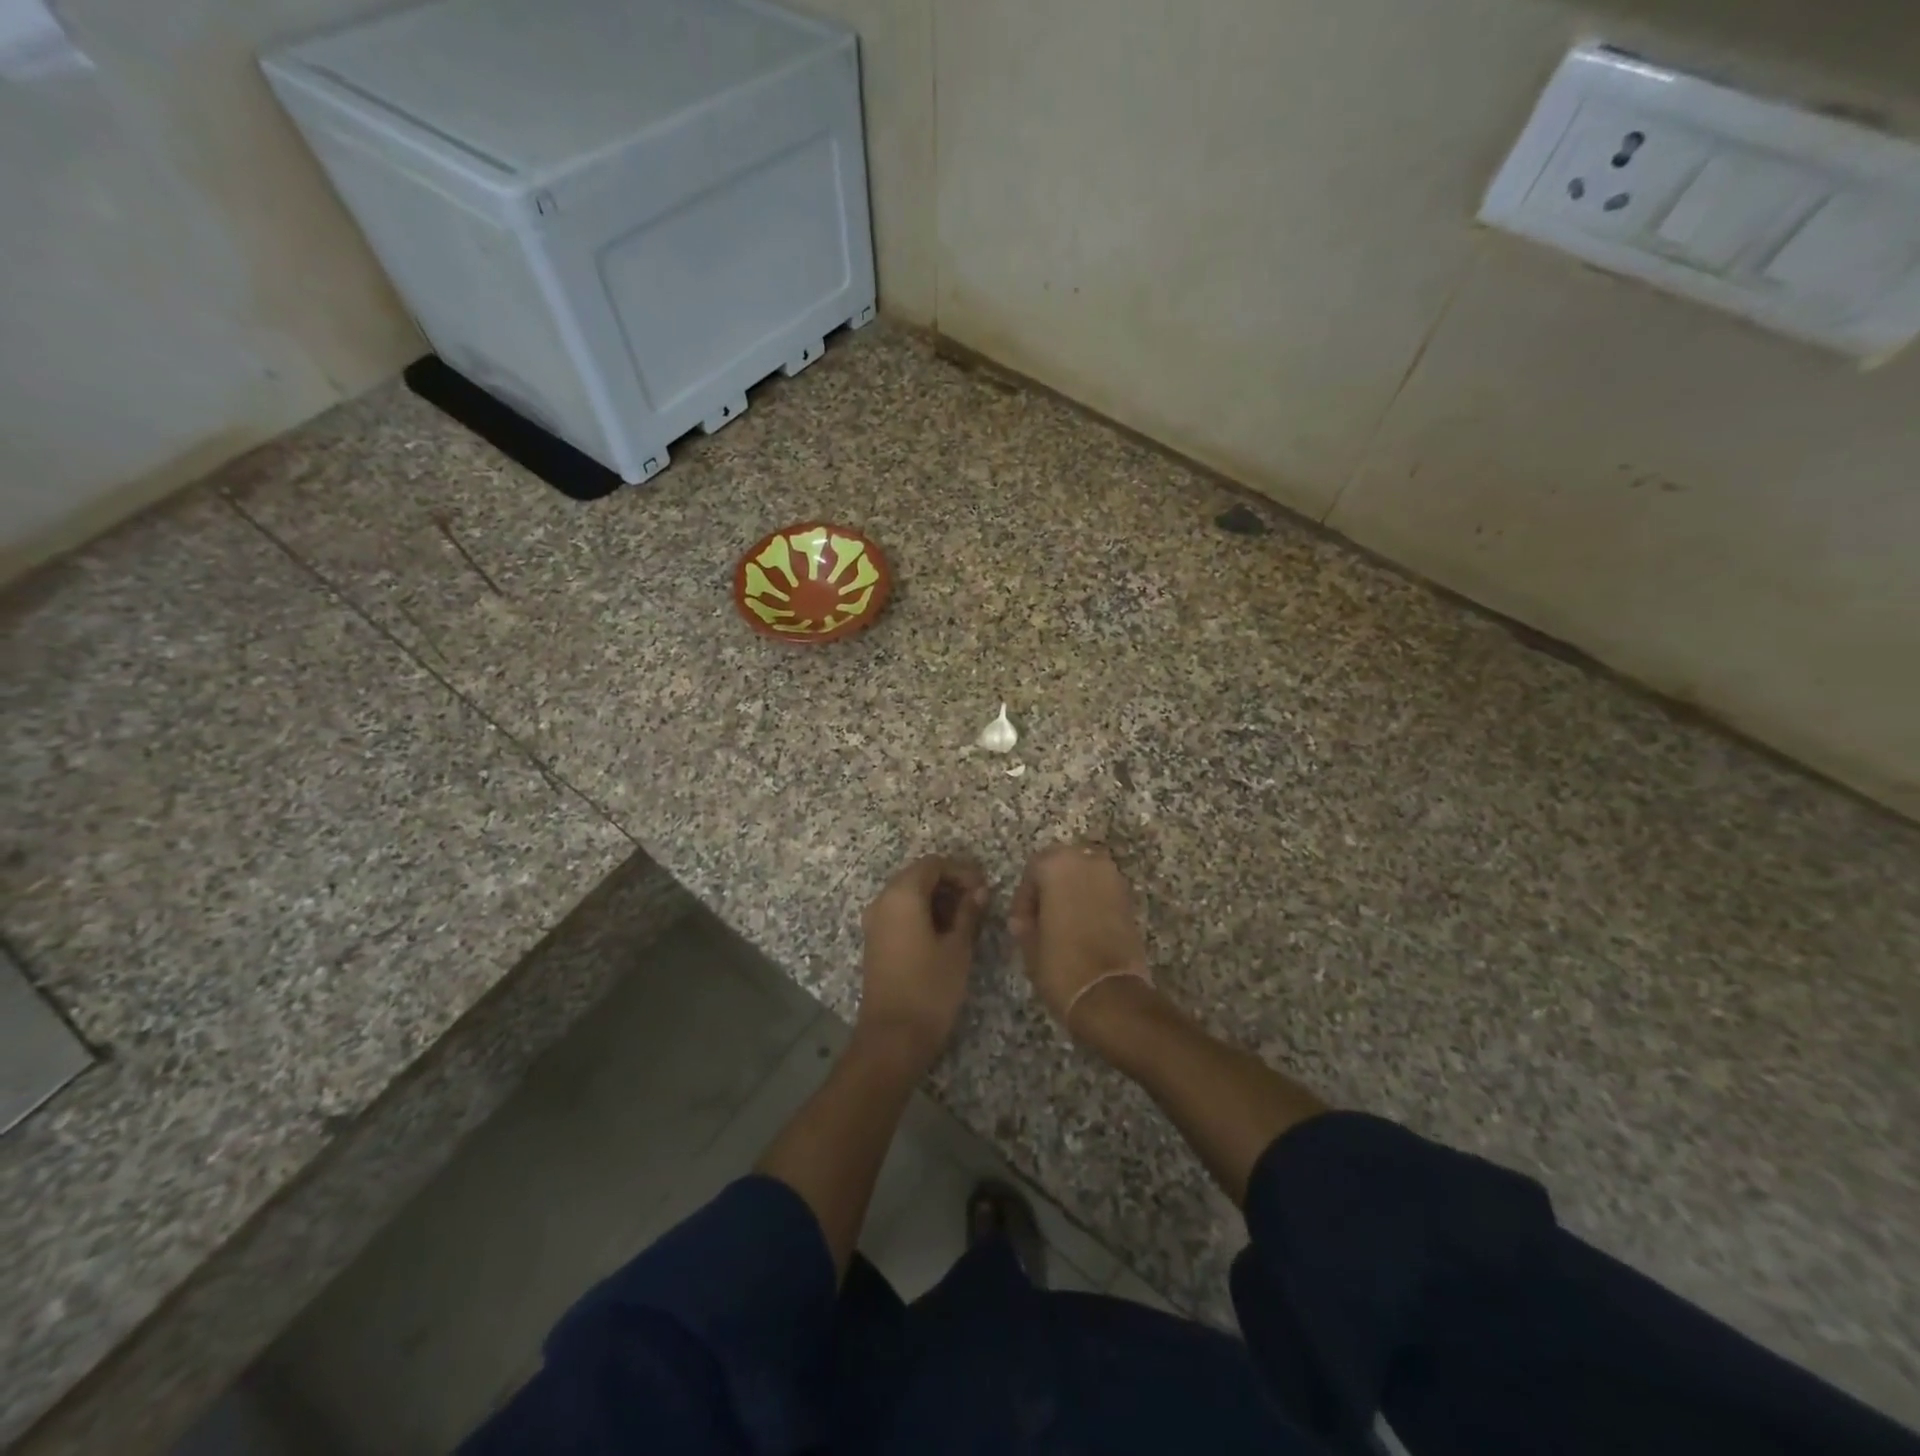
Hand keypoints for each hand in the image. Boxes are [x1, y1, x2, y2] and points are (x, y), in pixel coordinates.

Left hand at [856, 854, 989, 1069]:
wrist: (892, 1038)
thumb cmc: (930, 989)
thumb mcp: (958, 948)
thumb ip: (969, 913)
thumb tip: (979, 891)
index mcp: (902, 895)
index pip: (933, 864)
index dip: (961, 870)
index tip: (985, 888)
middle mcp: (883, 901)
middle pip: (918, 876)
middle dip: (950, 883)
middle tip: (980, 901)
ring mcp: (876, 922)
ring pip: (909, 895)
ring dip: (937, 899)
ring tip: (968, 918)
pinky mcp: (876, 941)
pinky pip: (900, 913)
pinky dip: (923, 913)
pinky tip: (946, 932)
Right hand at [1009, 842, 1155, 1039]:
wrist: (1110, 995)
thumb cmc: (1061, 964)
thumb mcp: (1029, 944)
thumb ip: (1024, 922)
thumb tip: (1023, 920)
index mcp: (1057, 864)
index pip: (1033, 869)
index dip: (1024, 897)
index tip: (1021, 922)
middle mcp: (1088, 861)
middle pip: (1062, 865)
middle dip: (1050, 888)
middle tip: (1041, 918)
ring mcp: (1113, 878)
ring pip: (1084, 875)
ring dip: (1072, 892)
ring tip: (1062, 924)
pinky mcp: (1129, 899)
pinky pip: (1102, 891)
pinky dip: (1091, 902)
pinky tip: (1083, 928)